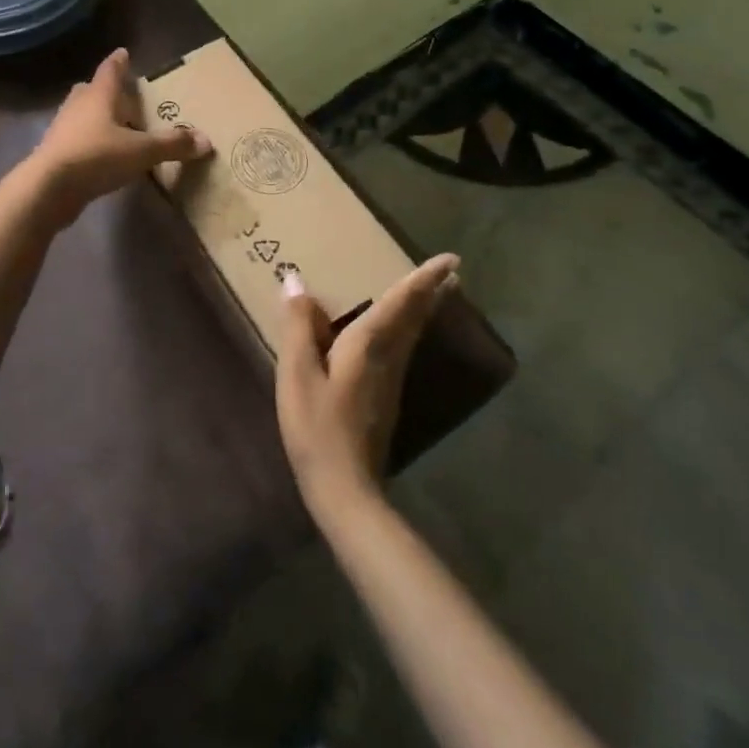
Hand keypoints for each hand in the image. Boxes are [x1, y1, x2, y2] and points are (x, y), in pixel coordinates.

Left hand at [30, 48, 211, 221]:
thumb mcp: (141, 151)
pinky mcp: (56, 154)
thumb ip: (172, 144)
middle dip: (106, 90)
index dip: (119, 62)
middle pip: (91, 91)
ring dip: (97, 117)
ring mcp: (63, 130)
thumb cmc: (96, 157)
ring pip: (82, 115)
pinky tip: (104, 154)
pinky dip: (90, 140)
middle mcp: (78, 106)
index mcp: (98, 96)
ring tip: (117, 126)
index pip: (110, 70)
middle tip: (123, 94)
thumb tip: (206, 140)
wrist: (48, 189)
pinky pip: (77, 139)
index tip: (124, 52)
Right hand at [276, 253, 460, 515]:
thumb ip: (298, 327)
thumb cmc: (317, 427)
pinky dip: (409, 328)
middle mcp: (388, 356)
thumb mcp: (297, 374)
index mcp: (369, 344)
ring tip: (431, 292)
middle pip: (415, 316)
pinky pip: (403, 348)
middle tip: (451, 270)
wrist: (345, 488)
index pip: (401, 301)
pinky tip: (399, 333)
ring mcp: (391, 379)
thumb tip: (296, 282)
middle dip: (431, 291)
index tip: (452, 259)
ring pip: (412, 334)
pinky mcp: (386, 397)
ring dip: (424, 309)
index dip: (424, 279)